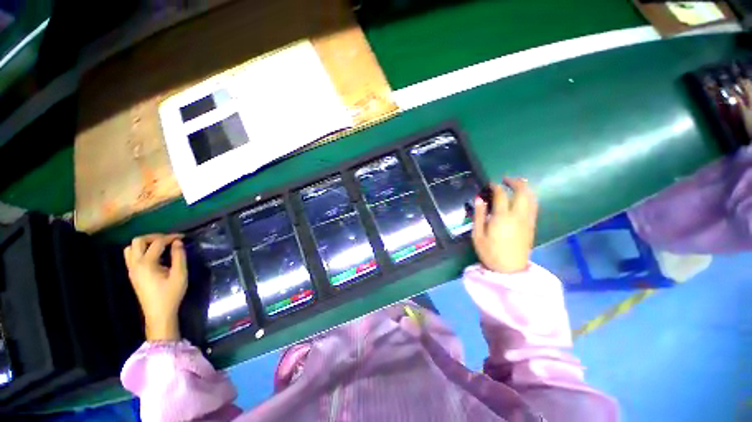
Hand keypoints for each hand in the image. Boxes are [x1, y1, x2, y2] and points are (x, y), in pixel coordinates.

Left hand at [124, 234, 186, 340]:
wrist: (159, 313)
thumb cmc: (171, 294)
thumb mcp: (180, 274)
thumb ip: (179, 256)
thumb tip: (178, 242)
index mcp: (147, 263)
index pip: (157, 243)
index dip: (170, 237)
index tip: (183, 237)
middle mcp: (135, 264)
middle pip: (138, 241)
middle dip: (154, 237)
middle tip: (169, 239)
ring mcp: (131, 269)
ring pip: (131, 248)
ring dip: (145, 243)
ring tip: (160, 246)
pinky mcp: (132, 274)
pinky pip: (131, 256)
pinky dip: (141, 250)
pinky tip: (154, 256)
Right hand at [472, 178, 537, 273]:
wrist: (509, 271)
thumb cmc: (489, 253)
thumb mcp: (477, 234)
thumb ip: (478, 215)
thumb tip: (479, 199)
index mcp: (503, 217)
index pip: (501, 195)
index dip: (495, 186)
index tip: (489, 184)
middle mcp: (519, 215)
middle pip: (523, 192)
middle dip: (515, 182)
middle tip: (505, 179)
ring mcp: (528, 220)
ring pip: (531, 198)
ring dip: (525, 188)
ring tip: (515, 184)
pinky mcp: (532, 226)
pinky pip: (533, 206)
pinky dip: (528, 197)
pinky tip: (521, 198)